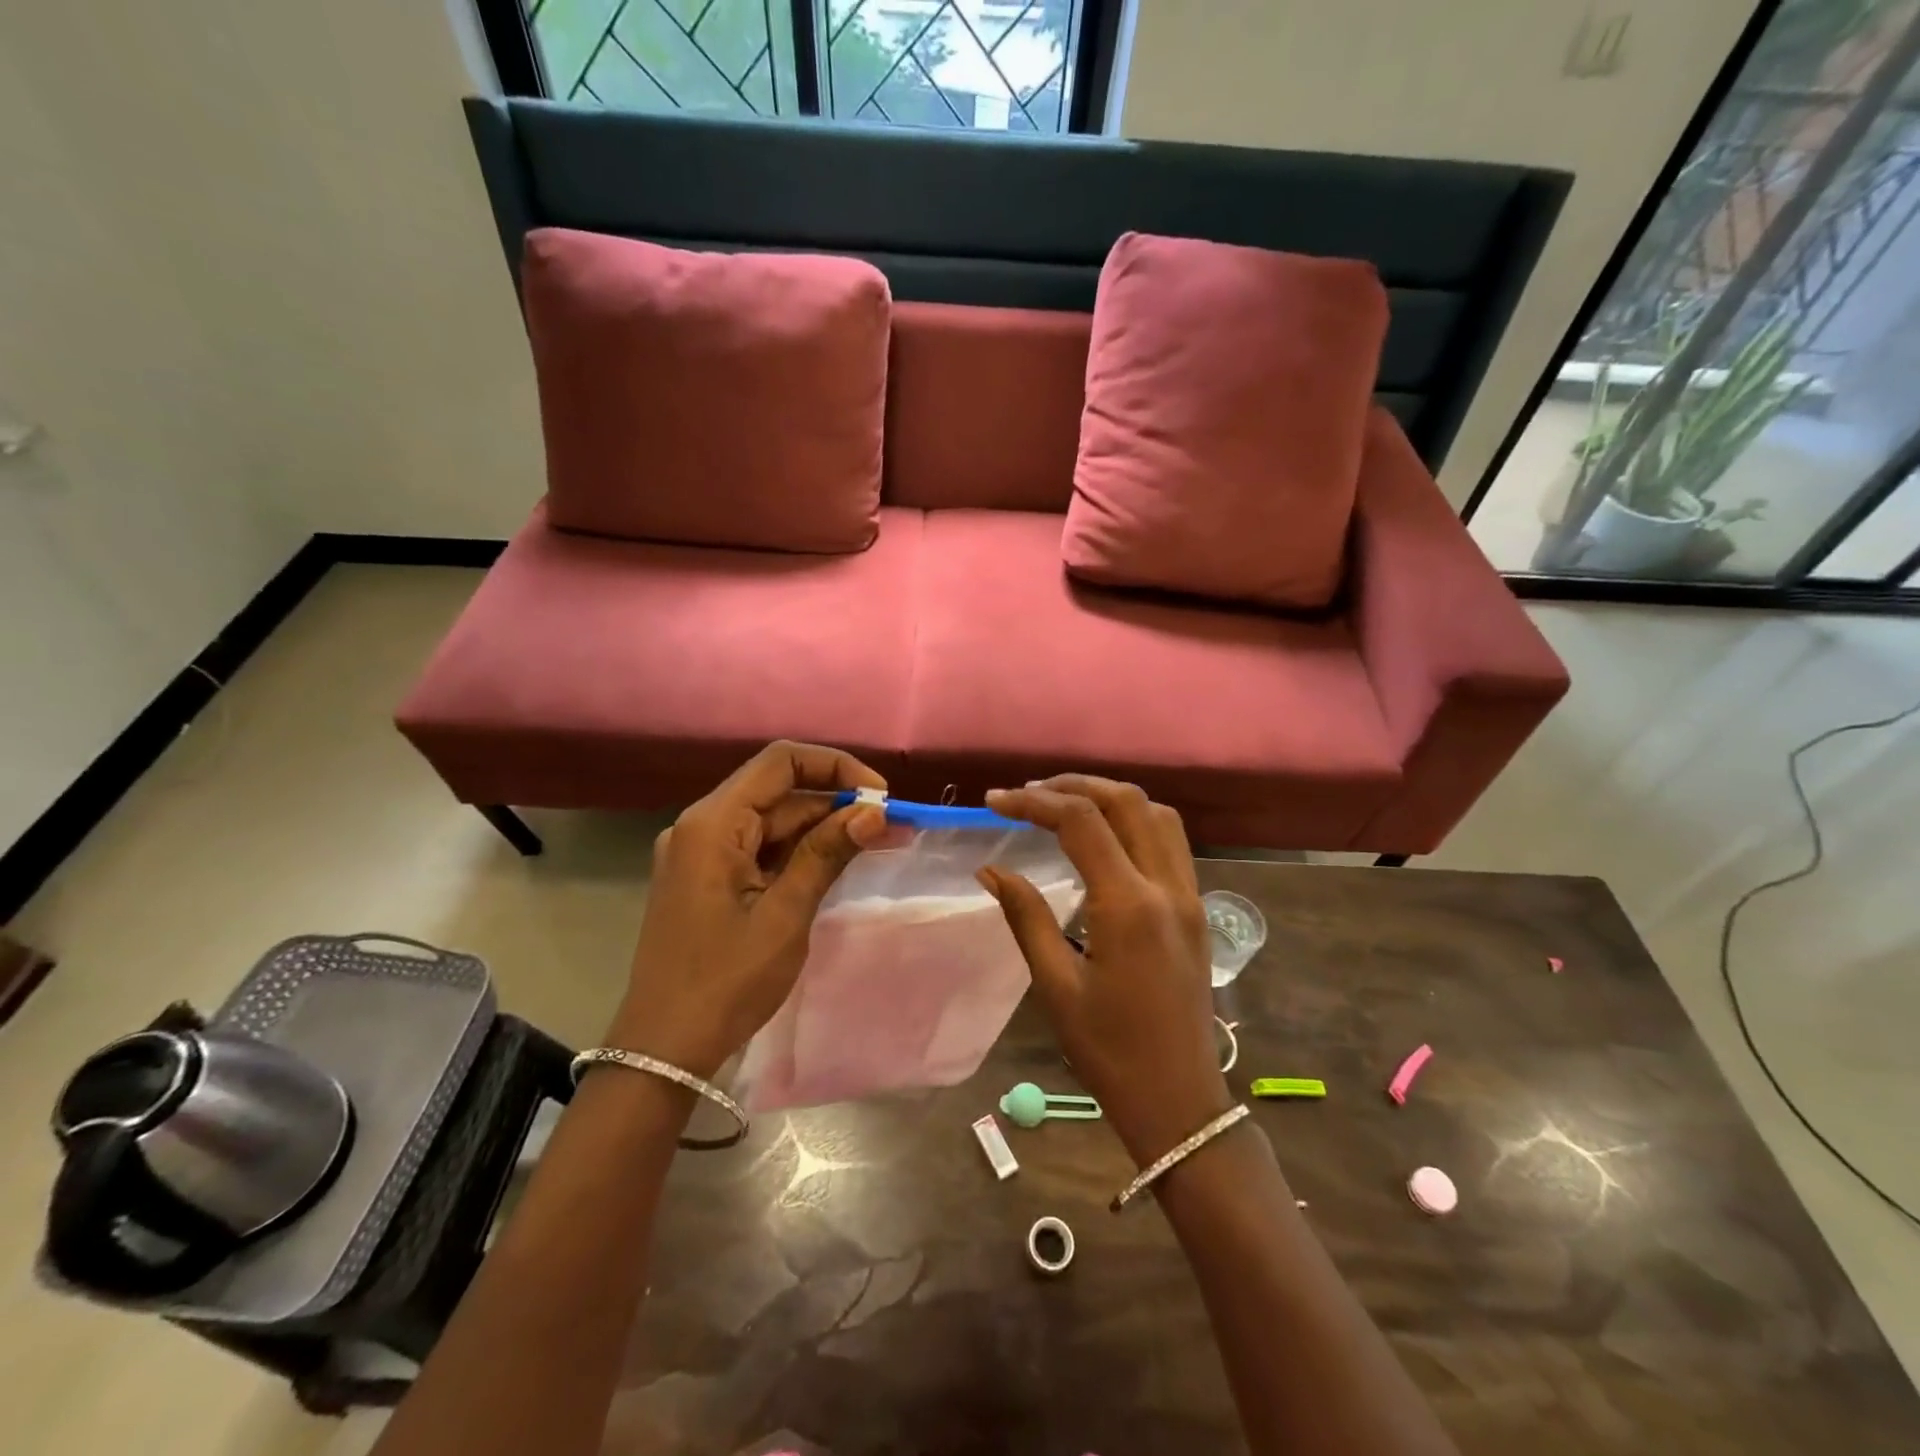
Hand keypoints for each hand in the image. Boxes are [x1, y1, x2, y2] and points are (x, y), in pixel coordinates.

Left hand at [604, 742, 888, 1078]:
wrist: (664, 1049)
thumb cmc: (725, 982)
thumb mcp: (785, 914)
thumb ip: (827, 853)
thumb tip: (874, 812)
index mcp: (713, 823)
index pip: (780, 762)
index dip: (835, 767)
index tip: (879, 796)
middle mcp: (702, 826)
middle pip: (778, 792)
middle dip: (836, 803)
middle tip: (891, 826)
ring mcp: (702, 853)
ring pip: (773, 822)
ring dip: (822, 829)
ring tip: (877, 842)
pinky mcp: (708, 878)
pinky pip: (760, 849)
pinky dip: (798, 852)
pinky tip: (837, 862)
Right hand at [978, 776, 1231, 1166]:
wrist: (1179, 1101)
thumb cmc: (1109, 1052)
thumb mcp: (1056, 986)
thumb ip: (1025, 916)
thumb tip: (990, 869)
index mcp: (1128, 906)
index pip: (1081, 822)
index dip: (1034, 802)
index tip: (994, 802)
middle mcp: (1167, 887)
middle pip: (1126, 801)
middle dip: (1073, 786)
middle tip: (1027, 794)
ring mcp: (1189, 895)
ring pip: (1157, 813)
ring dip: (1109, 797)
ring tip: (1064, 804)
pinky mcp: (1196, 908)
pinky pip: (1170, 841)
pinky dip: (1135, 819)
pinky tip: (1104, 837)